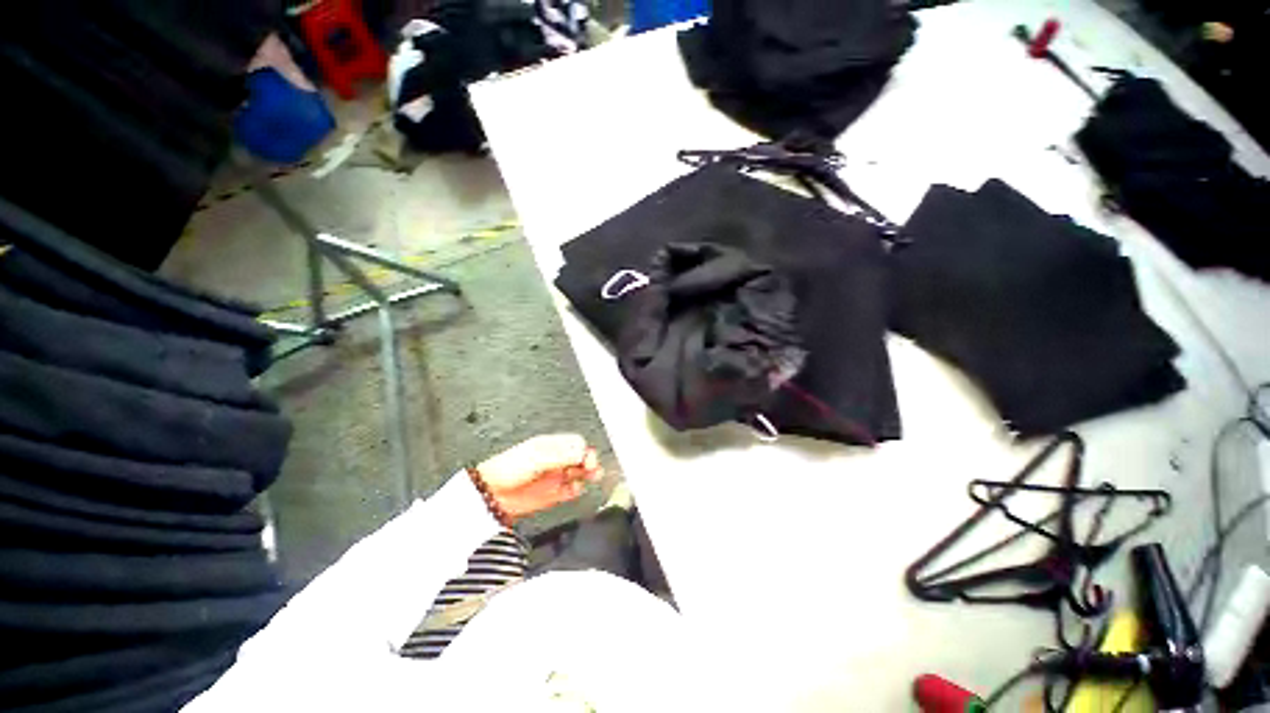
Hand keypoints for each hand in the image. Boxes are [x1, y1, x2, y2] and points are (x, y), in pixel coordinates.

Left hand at [476, 434, 603, 520]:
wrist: (491, 494)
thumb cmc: (508, 469)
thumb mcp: (537, 457)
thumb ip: (561, 454)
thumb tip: (582, 452)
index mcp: (551, 446)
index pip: (576, 443)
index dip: (584, 450)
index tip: (588, 458)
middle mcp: (555, 460)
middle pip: (580, 457)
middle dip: (590, 461)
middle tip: (593, 467)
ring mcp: (554, 477)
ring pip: (578, 473)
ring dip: (588, 474)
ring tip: (594, 476)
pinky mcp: (551, 494)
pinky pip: (570, 491)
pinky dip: (577, 490)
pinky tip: (577, 489)